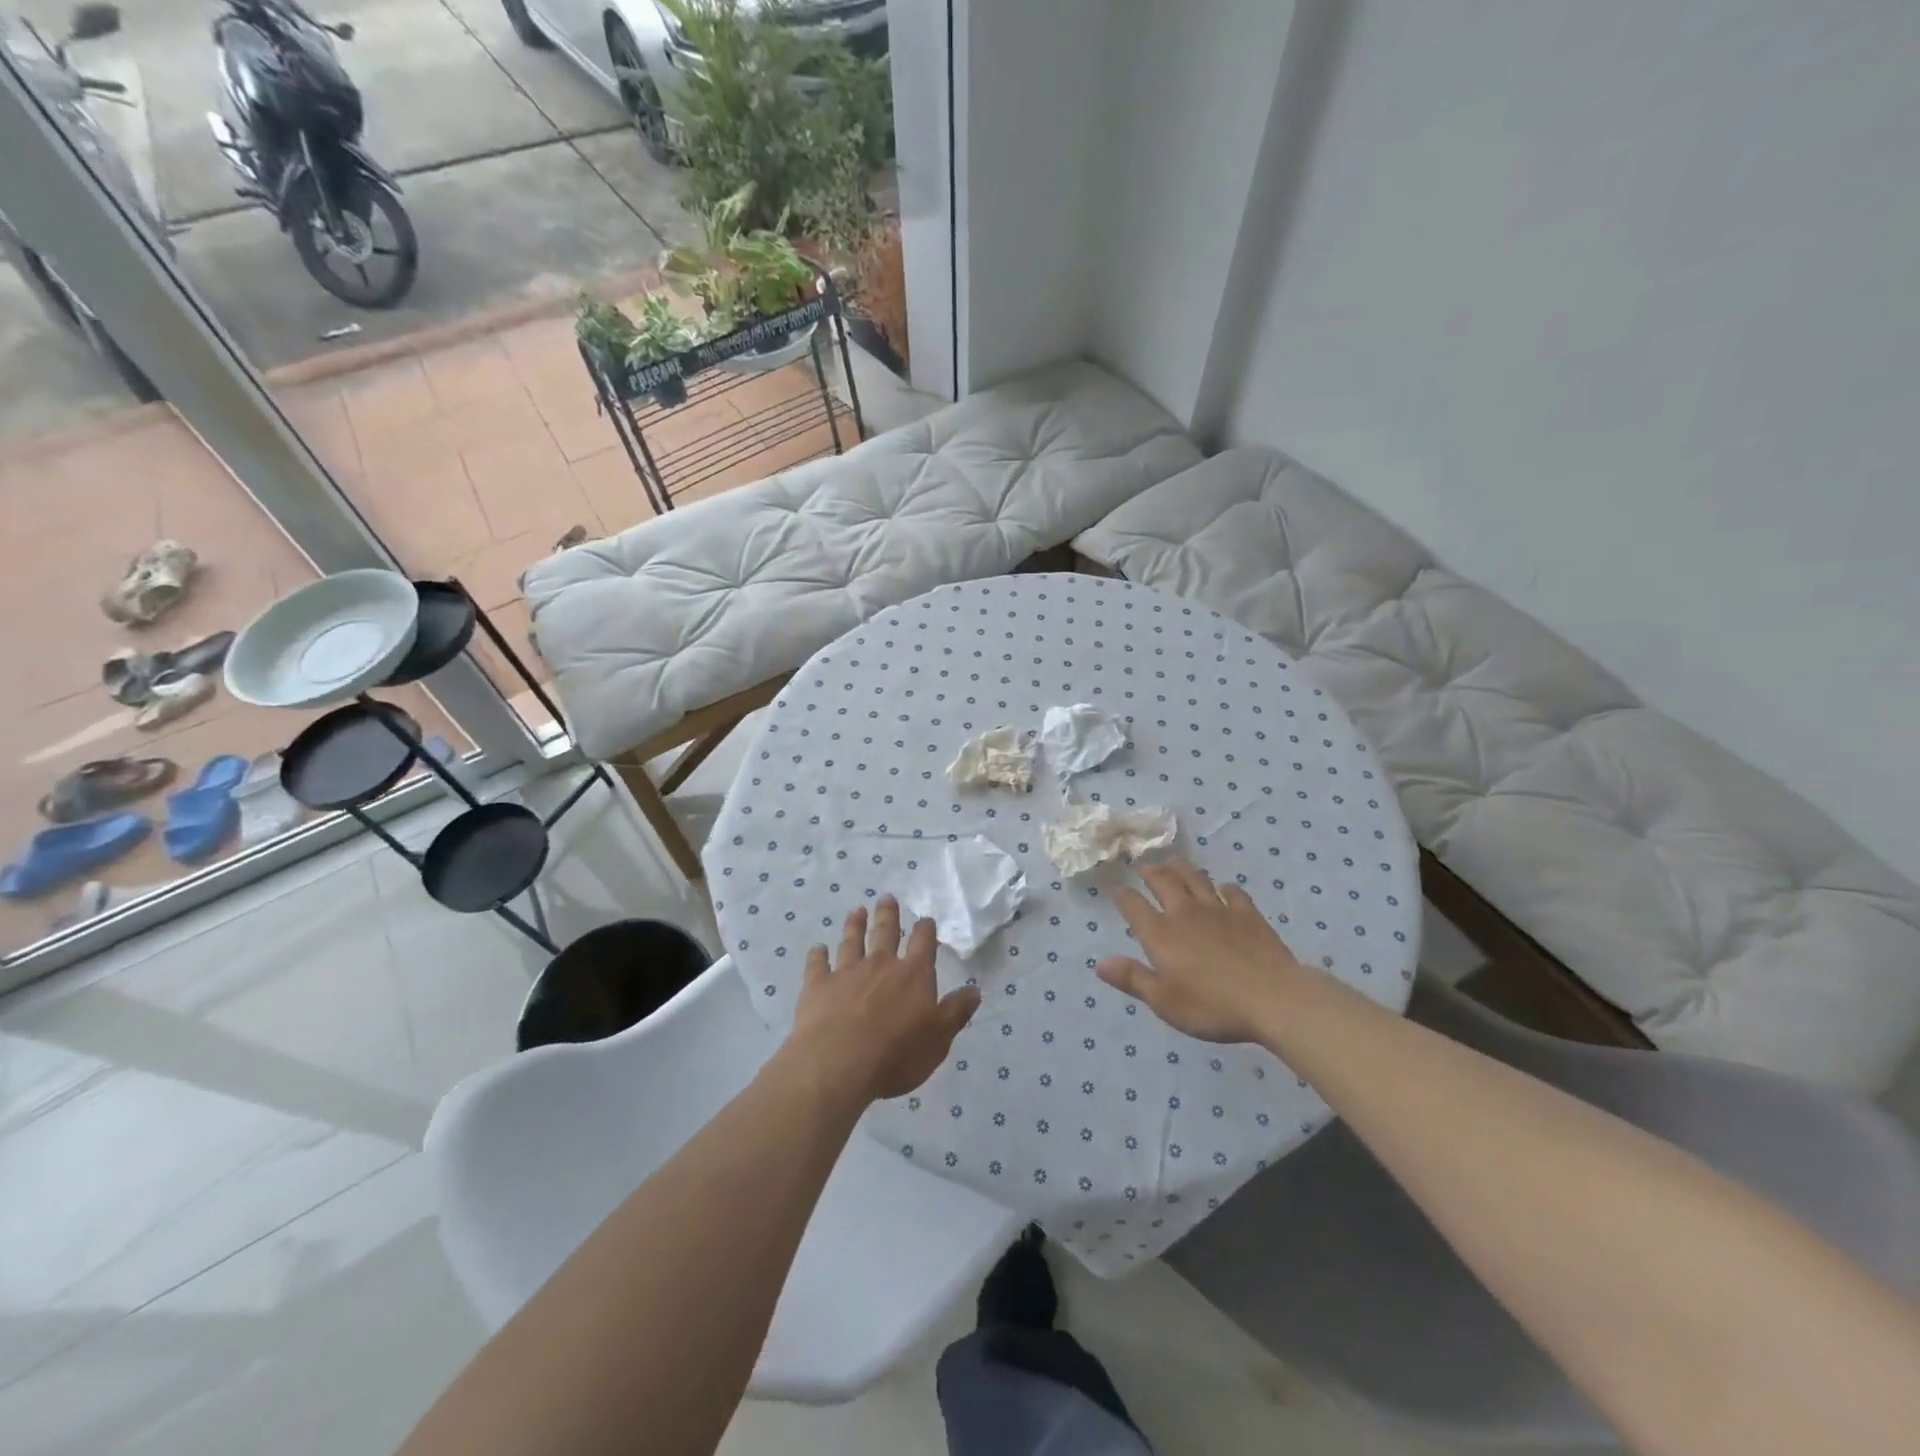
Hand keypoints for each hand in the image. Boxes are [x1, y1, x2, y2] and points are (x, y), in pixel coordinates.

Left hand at [787, 896, 981, 1104]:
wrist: (839, 1064)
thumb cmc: (897, 1055)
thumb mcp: (939, 1038)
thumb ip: (956, 1012)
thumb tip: (975, 989)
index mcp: (913, 975)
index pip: (923, 943)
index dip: (925, 929)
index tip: (925, 919)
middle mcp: (880, 965)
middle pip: (885, 932)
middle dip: (888, 914)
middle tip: (886, 898)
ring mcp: (846, 973)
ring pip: (851, 942)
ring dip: (854, 925)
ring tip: (856, 911)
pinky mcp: (817, 987)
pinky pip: (817, 965)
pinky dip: (817, 956)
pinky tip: (817, 949)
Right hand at [1096, 860, 1308, 1043]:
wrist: (1273, 999)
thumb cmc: (1213, 1006)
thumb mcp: (1165, 1002)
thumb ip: (1133, 979)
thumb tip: (1101, 963)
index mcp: (1161, 934)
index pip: (1134, 906)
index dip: (1122, 896)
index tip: (1116, 890)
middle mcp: (1185, 913)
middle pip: (1164, 882)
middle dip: (1150, 872)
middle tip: (1144, 867)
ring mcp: (1219, 910)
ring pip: (1195, 879)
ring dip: (1181, 869)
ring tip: (1174, 864)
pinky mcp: (1248, 914)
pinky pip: (1232, 892)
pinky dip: (1223, 888)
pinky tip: (1223, 889)